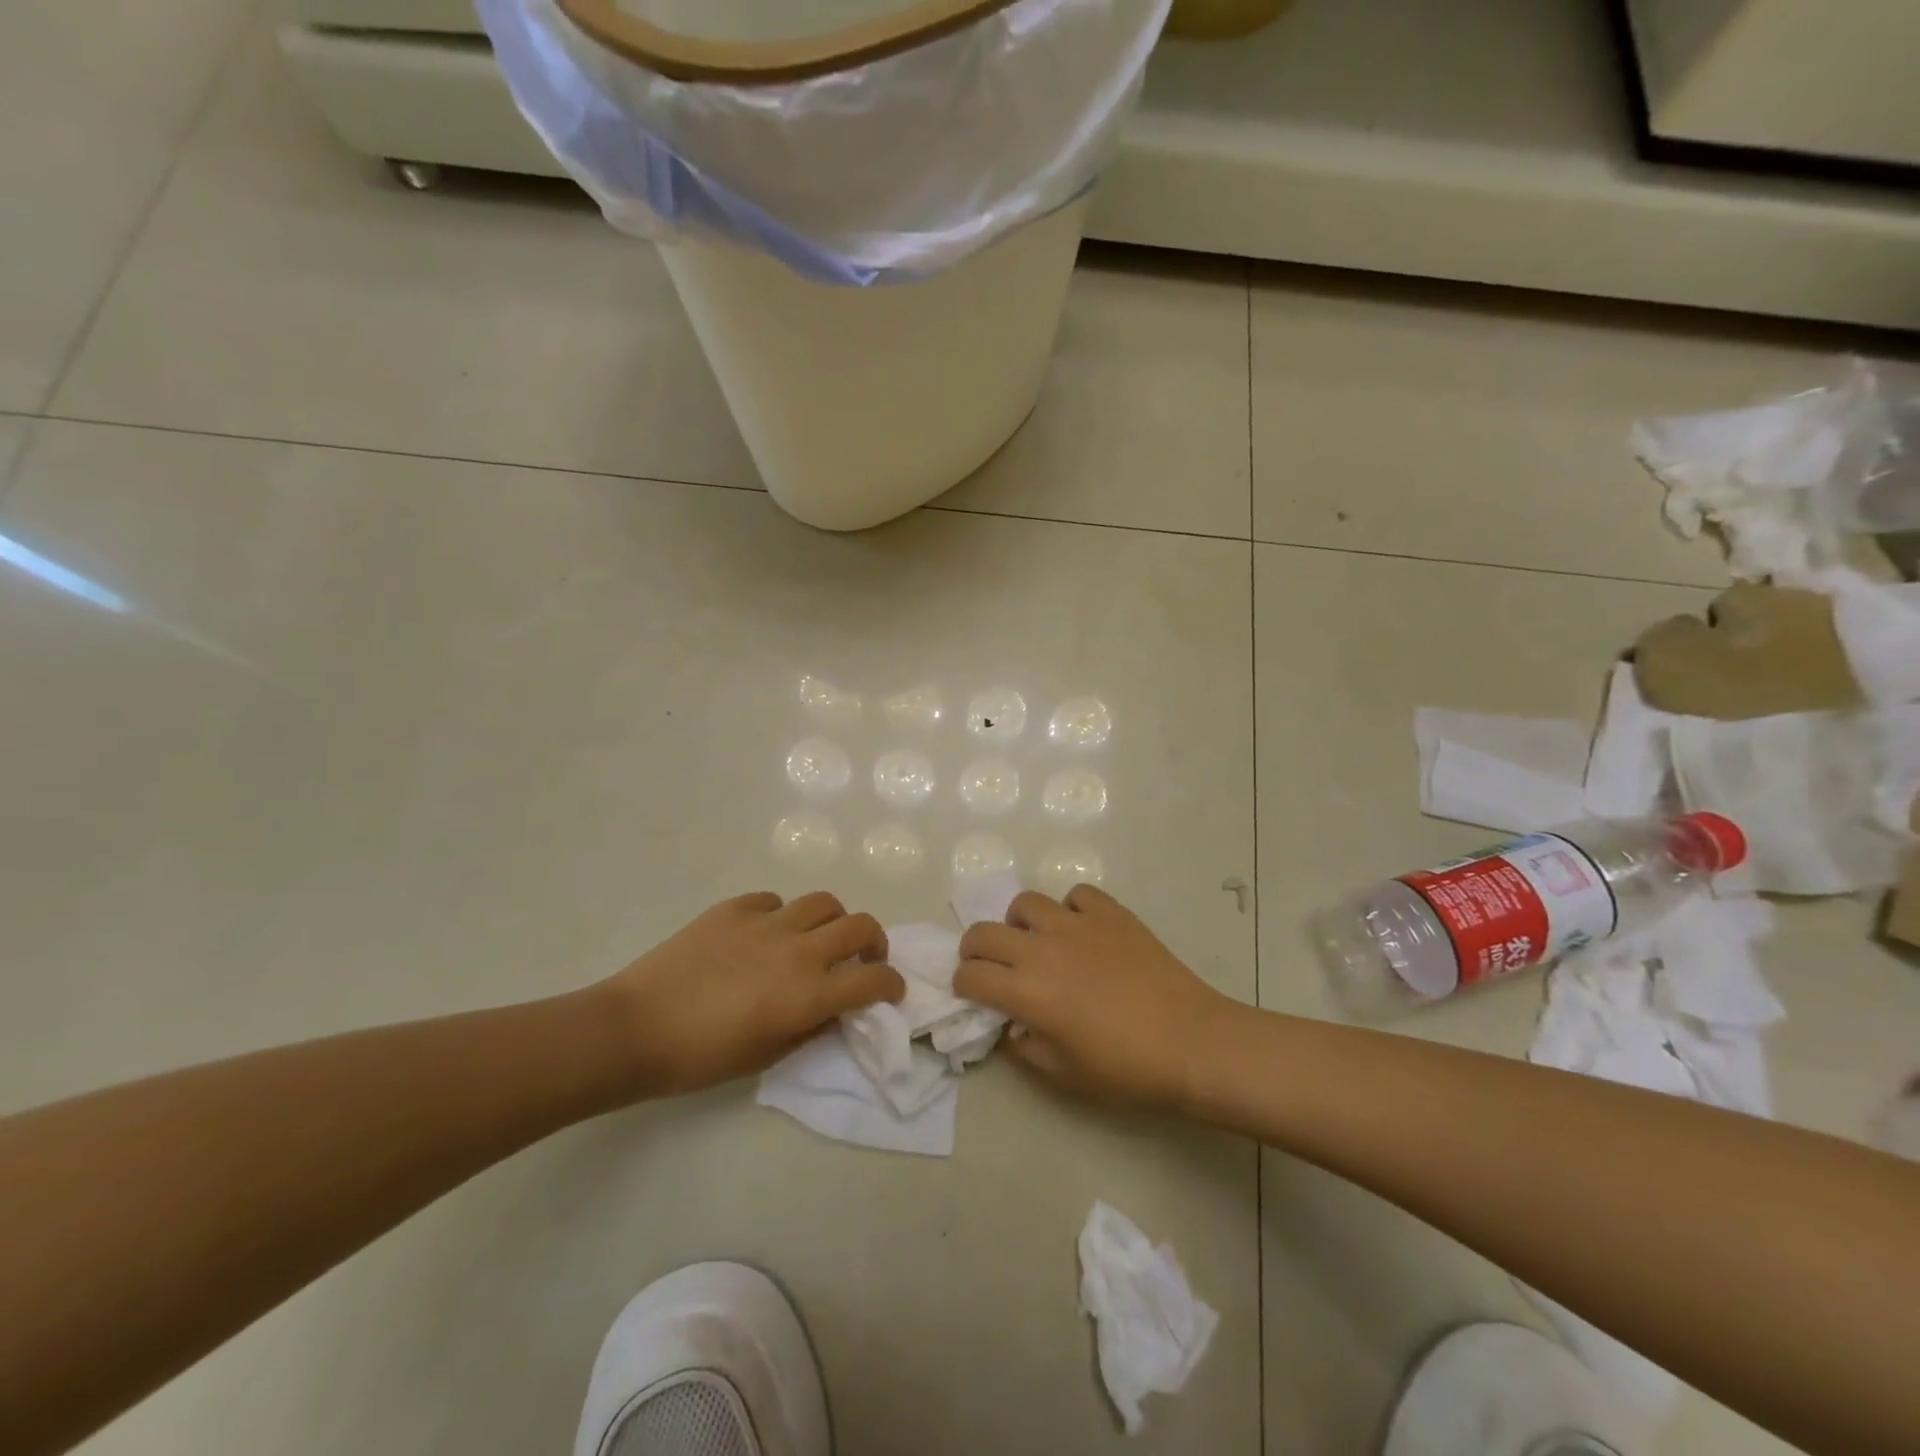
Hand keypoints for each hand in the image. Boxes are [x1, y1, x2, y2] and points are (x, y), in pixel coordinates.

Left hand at [600, 892, 902, 1099]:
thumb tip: (835, 1010)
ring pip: (823, 902)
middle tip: (862, 958)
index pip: (873, 979)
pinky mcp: (735, 908)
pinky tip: (764, 933)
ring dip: (832, 921)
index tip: (891, 990)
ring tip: (817, 937)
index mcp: (809, 993)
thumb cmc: (701, 1058)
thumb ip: (811, 1029)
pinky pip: (774, 900)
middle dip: (874, 942)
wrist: (634, 1029)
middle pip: (860, 925)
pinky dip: (782, 914)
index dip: (891, 985)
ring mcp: (766, 922)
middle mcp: (798, 950)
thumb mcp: (766, 1058)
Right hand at [953, 884, 1236, 1111]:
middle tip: (990, 966)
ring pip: (1026, 903)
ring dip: (1020, 924)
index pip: (971, 976)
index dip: (963, 985)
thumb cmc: (1125, 1070)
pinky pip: (1076, 895)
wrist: (1191, 1043)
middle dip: (975, 949)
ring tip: (1036, 942)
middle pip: (983, 932)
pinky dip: (1070, 909)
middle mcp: (1042, 949)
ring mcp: (1077, 924)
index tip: (973, 994)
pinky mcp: (1110, 912)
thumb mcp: (1063, 1074)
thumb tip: (1010, 1026)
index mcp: (1027, 991)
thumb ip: (1024, 1048)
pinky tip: (1082, 931)